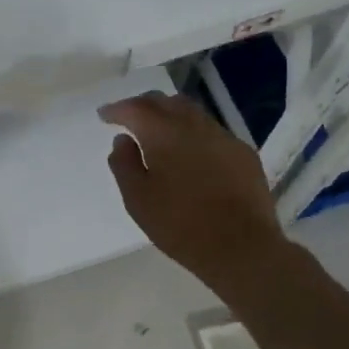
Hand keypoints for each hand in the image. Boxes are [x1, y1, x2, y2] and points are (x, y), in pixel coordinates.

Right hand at [100, 91, 286, 295]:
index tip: (104, 115)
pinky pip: (212, 132)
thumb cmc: (180, 224)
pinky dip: (194, 134)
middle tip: (130, 118)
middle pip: (166, 102)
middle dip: (144, 105)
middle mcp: (195, 125)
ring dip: (171, 116)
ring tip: (159, 132)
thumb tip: (123, 140)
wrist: (241, 246)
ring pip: (192, 113)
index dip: (117, 109)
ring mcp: (224, 137)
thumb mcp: (137, 199)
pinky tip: (191, 154)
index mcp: (164, 133)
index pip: (136, 108)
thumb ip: (124, 164)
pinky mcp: (243, 153)